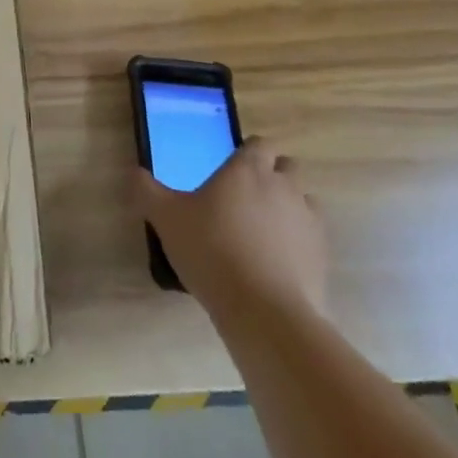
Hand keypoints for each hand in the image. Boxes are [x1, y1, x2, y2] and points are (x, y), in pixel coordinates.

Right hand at [135, 139, 327, 323]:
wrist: (265, 313)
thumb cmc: (211, 250)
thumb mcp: (166, 218)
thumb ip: (147, 190)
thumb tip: (133, 172)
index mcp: (247, 169)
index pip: (259, 144)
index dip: (248, 152)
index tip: (232, 167)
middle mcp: (283, 187)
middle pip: (287, 167)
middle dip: (272, 175)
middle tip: (246, 196)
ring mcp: (308, 222)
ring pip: (304, 201)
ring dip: (289, 207)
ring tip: (264, 230)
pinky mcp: (323, 257)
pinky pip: (313, 238)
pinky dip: (300, 242)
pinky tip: (278, 262)